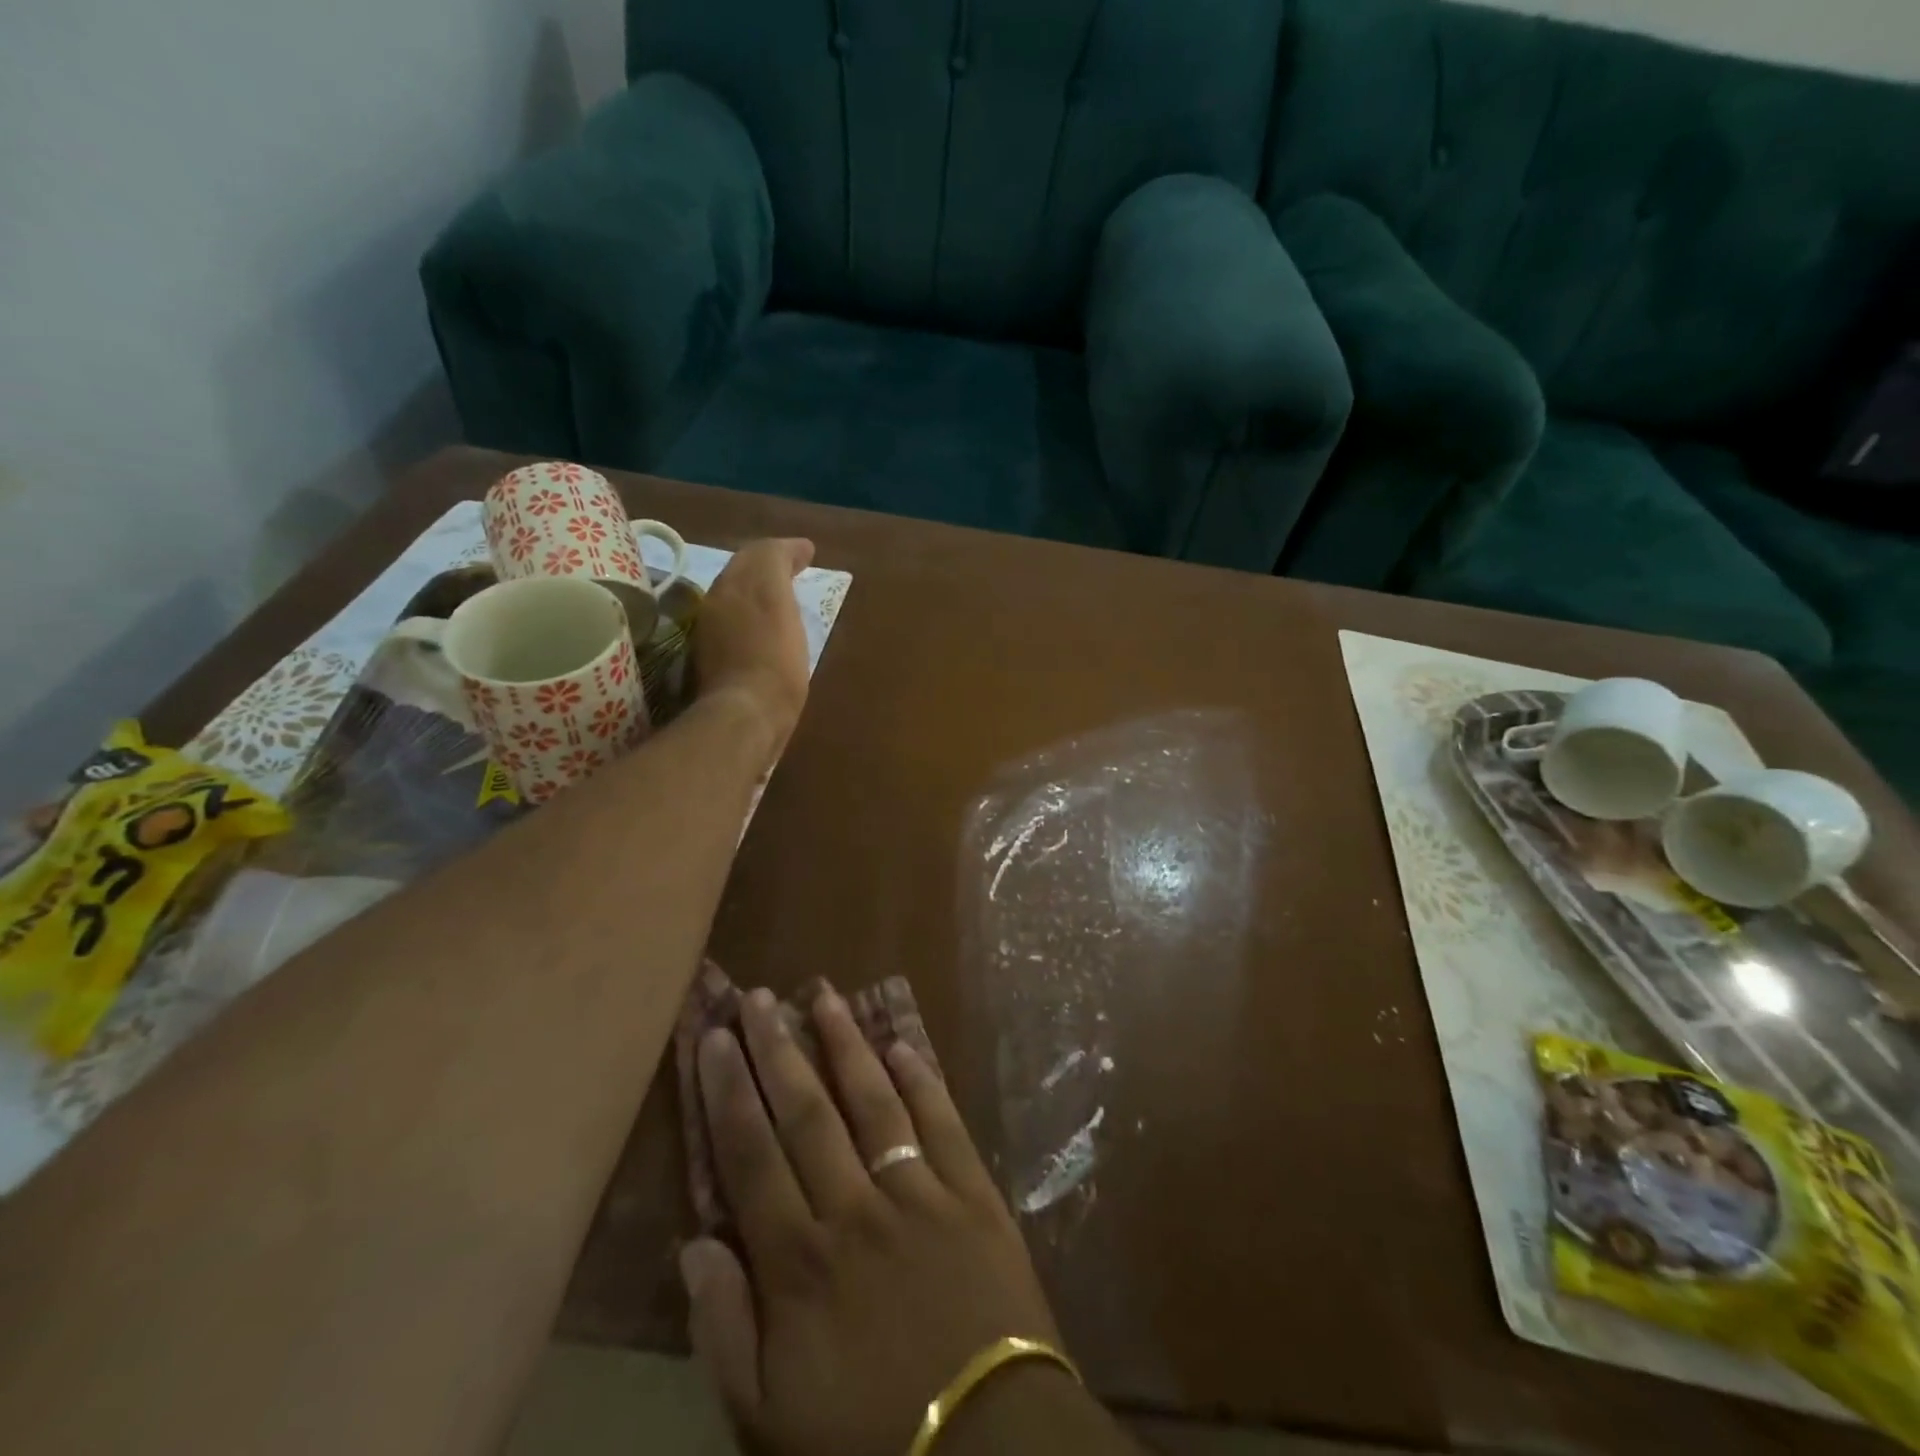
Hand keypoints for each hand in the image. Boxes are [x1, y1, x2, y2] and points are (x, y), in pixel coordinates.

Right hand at [682, 986, 1067, 1455]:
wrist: (988, 1447)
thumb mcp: (769, 1415)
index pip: (752, 1155)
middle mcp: (855, 1208)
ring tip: (824, 995)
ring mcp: (919, 1192)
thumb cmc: (867, 1438)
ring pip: (872, 1101)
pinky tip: (902, 1043)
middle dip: (778, 1050)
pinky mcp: (972, 1192)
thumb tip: (694, 1244)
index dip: (729, 1092)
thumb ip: (725, 1329)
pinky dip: (921, 1079)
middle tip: (759, 997)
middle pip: (807, 1113)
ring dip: (846, 1044)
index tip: (716, 1038)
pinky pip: (941, 1122)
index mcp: (800, 1260)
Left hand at [692, 538, 814, 764]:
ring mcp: (709, 629)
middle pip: (742, 571)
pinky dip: (751, 614)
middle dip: (767, 565)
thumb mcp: (781, 604)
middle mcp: (717, 598)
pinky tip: (764, 628)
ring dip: (757, 589)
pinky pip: (732, 621)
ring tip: (781, 597)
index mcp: (737, 583)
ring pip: (734, 595)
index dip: (786, 550)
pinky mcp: (709, 658)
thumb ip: (779, 566)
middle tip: (793, 569)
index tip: (808, 552)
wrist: (747, 713)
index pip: (761, 552)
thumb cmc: (776, 662)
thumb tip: (793, 548)